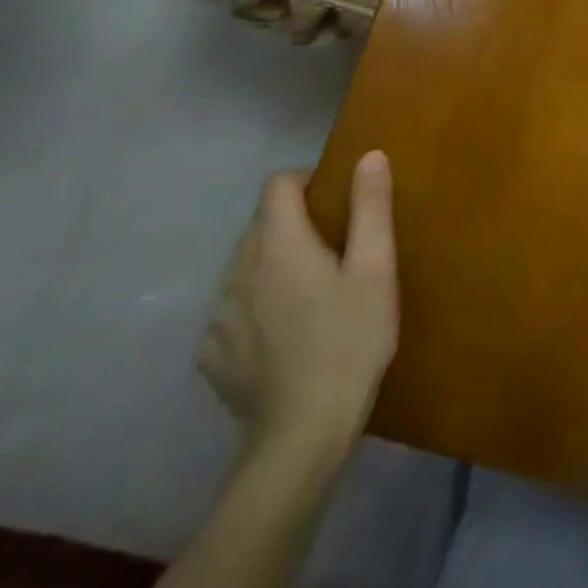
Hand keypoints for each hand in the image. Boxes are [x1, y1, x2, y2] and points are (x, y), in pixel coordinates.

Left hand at [197, 152, 398, 464]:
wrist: (304, 432)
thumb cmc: (352, 339)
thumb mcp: (376, 268)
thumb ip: (370, 207)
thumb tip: (369, 155)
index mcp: (279, 246)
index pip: (277, 186)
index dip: (307, 181)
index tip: (336, 201)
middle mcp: (238, 272)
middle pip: (260, 225)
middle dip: (295, 224)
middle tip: (337, 249)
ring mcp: (218, 317)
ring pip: (245, 267)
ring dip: (275, 265)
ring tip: (313, 294)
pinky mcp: (211, 355)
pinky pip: (234, 310)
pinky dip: (257, 306)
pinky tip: (286, 334)